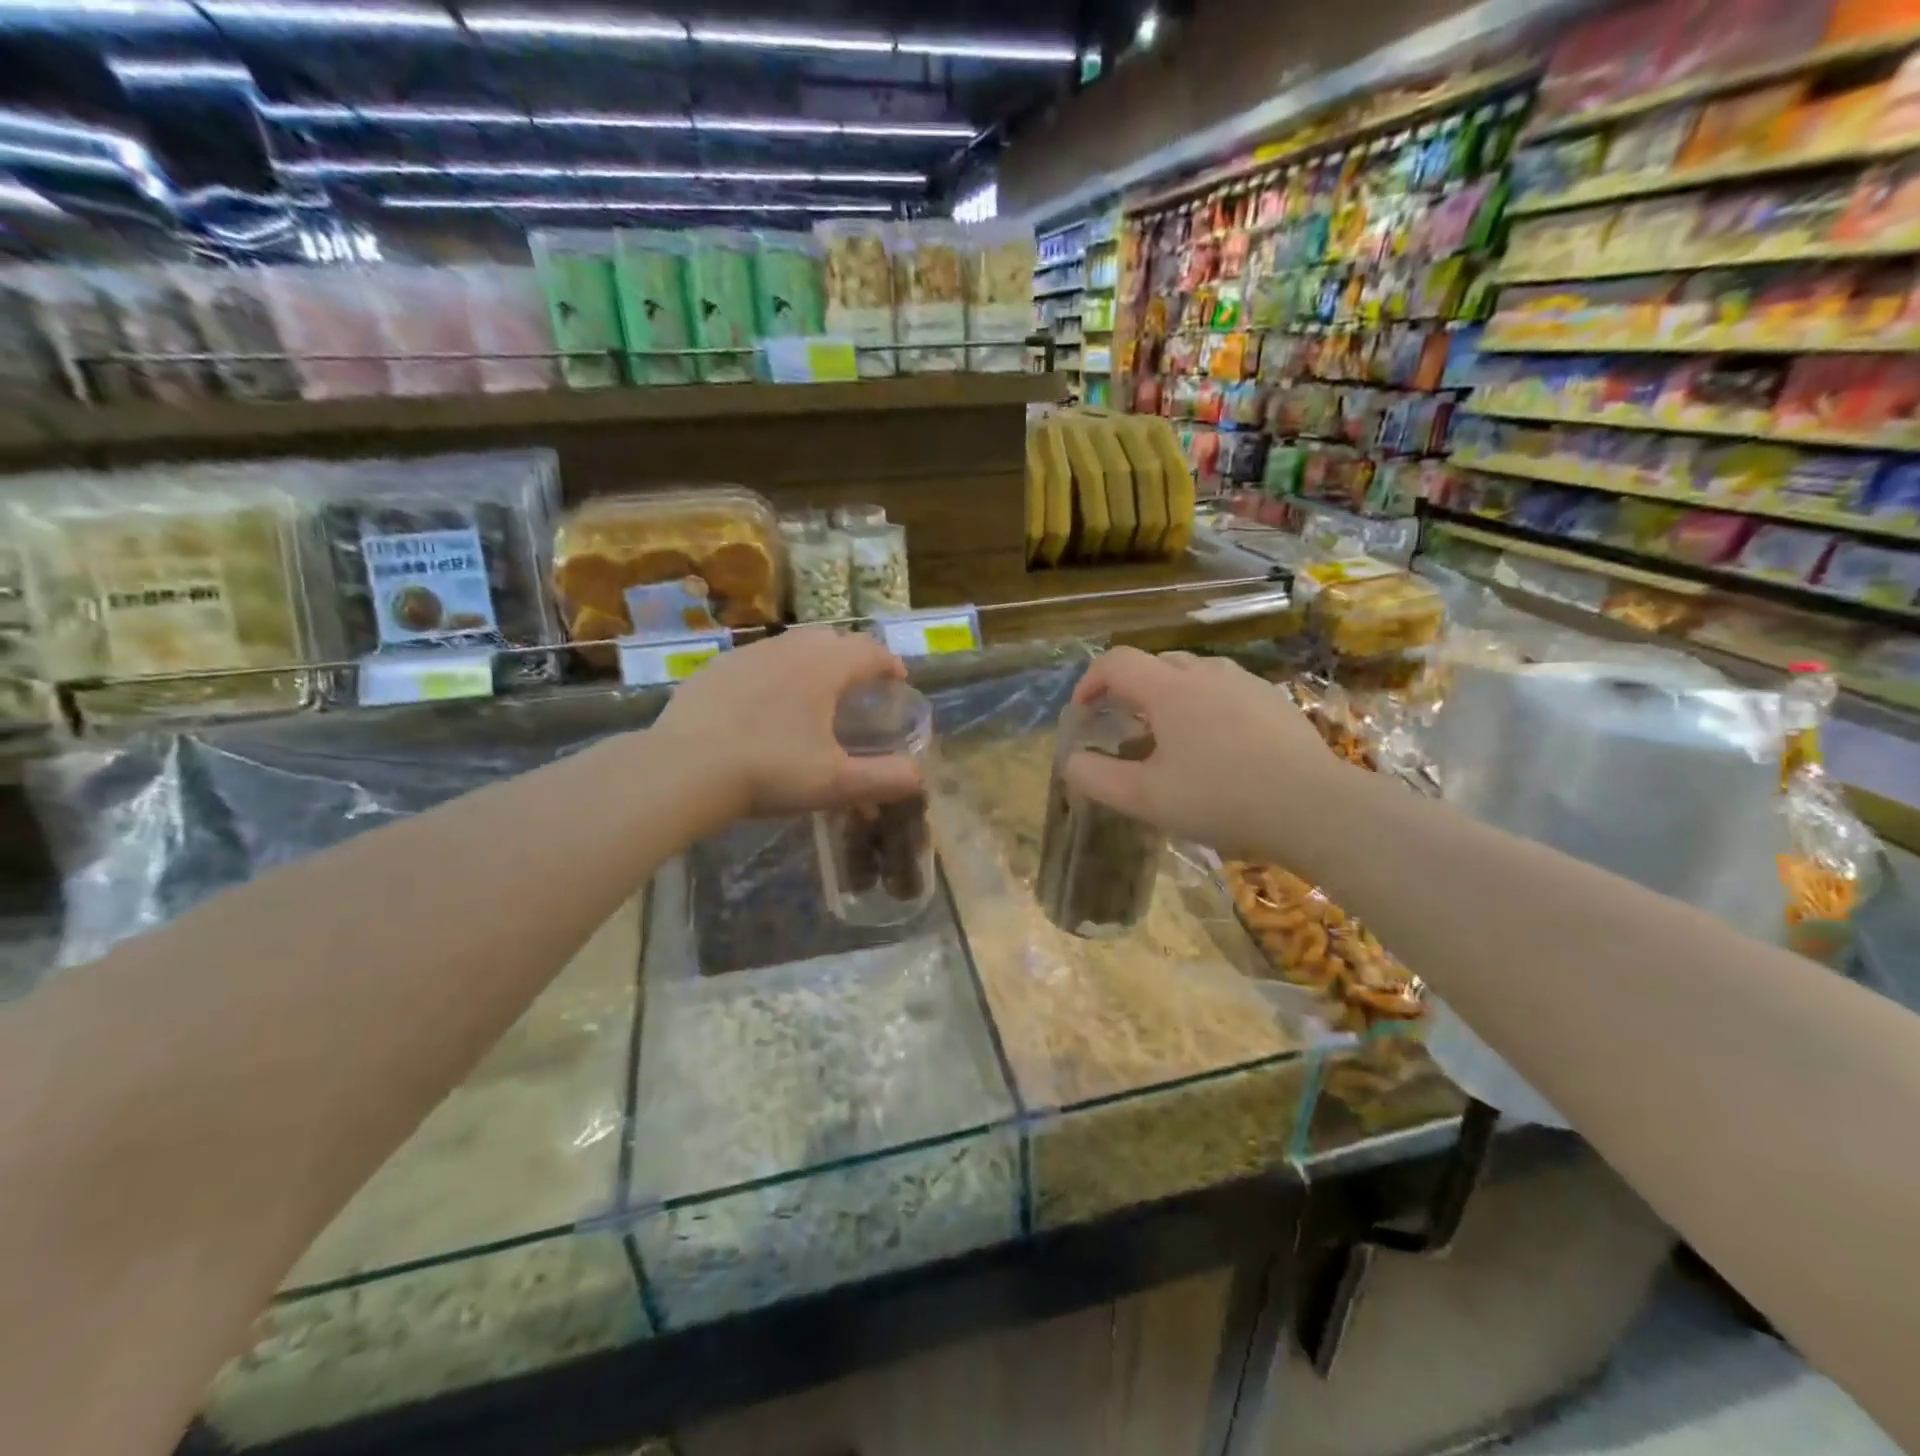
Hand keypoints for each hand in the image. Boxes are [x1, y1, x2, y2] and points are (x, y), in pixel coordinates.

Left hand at [652, 628, 922, 822]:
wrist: (684, 768)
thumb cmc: (770, 771)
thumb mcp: (835, 783)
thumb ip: (883, 779)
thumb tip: (919, 777)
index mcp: (824, 668)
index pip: (869, 651)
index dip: (889, 663)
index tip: (898, 680)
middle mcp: (789, 649)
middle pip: (831, 639)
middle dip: (851, 657)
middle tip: (858, 686)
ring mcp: (747, 655)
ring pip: (791, 645)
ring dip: (812, 661)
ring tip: (813, 692)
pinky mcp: (715, 668)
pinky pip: (757, 660)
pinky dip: (774, 672)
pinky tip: (764, 703)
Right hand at [1063, 647, 1356, 859]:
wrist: (1315, 808)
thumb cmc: (1222, 799)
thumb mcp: (1146, 799)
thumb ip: (1097, 778)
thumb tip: (1071, 761)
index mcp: (1170, 690)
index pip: (1116, 662)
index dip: (1090, 681)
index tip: (1083, 712)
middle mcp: (1207, 673)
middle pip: (1155, 664)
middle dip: (1129, 690)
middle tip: (1123, 729)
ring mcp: (1246, 683)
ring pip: (1193, 674)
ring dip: (1168, 696)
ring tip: (1169, 737)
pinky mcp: (1274, 701)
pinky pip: (1225, 690)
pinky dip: (1204, 705)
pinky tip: (1216, 746)